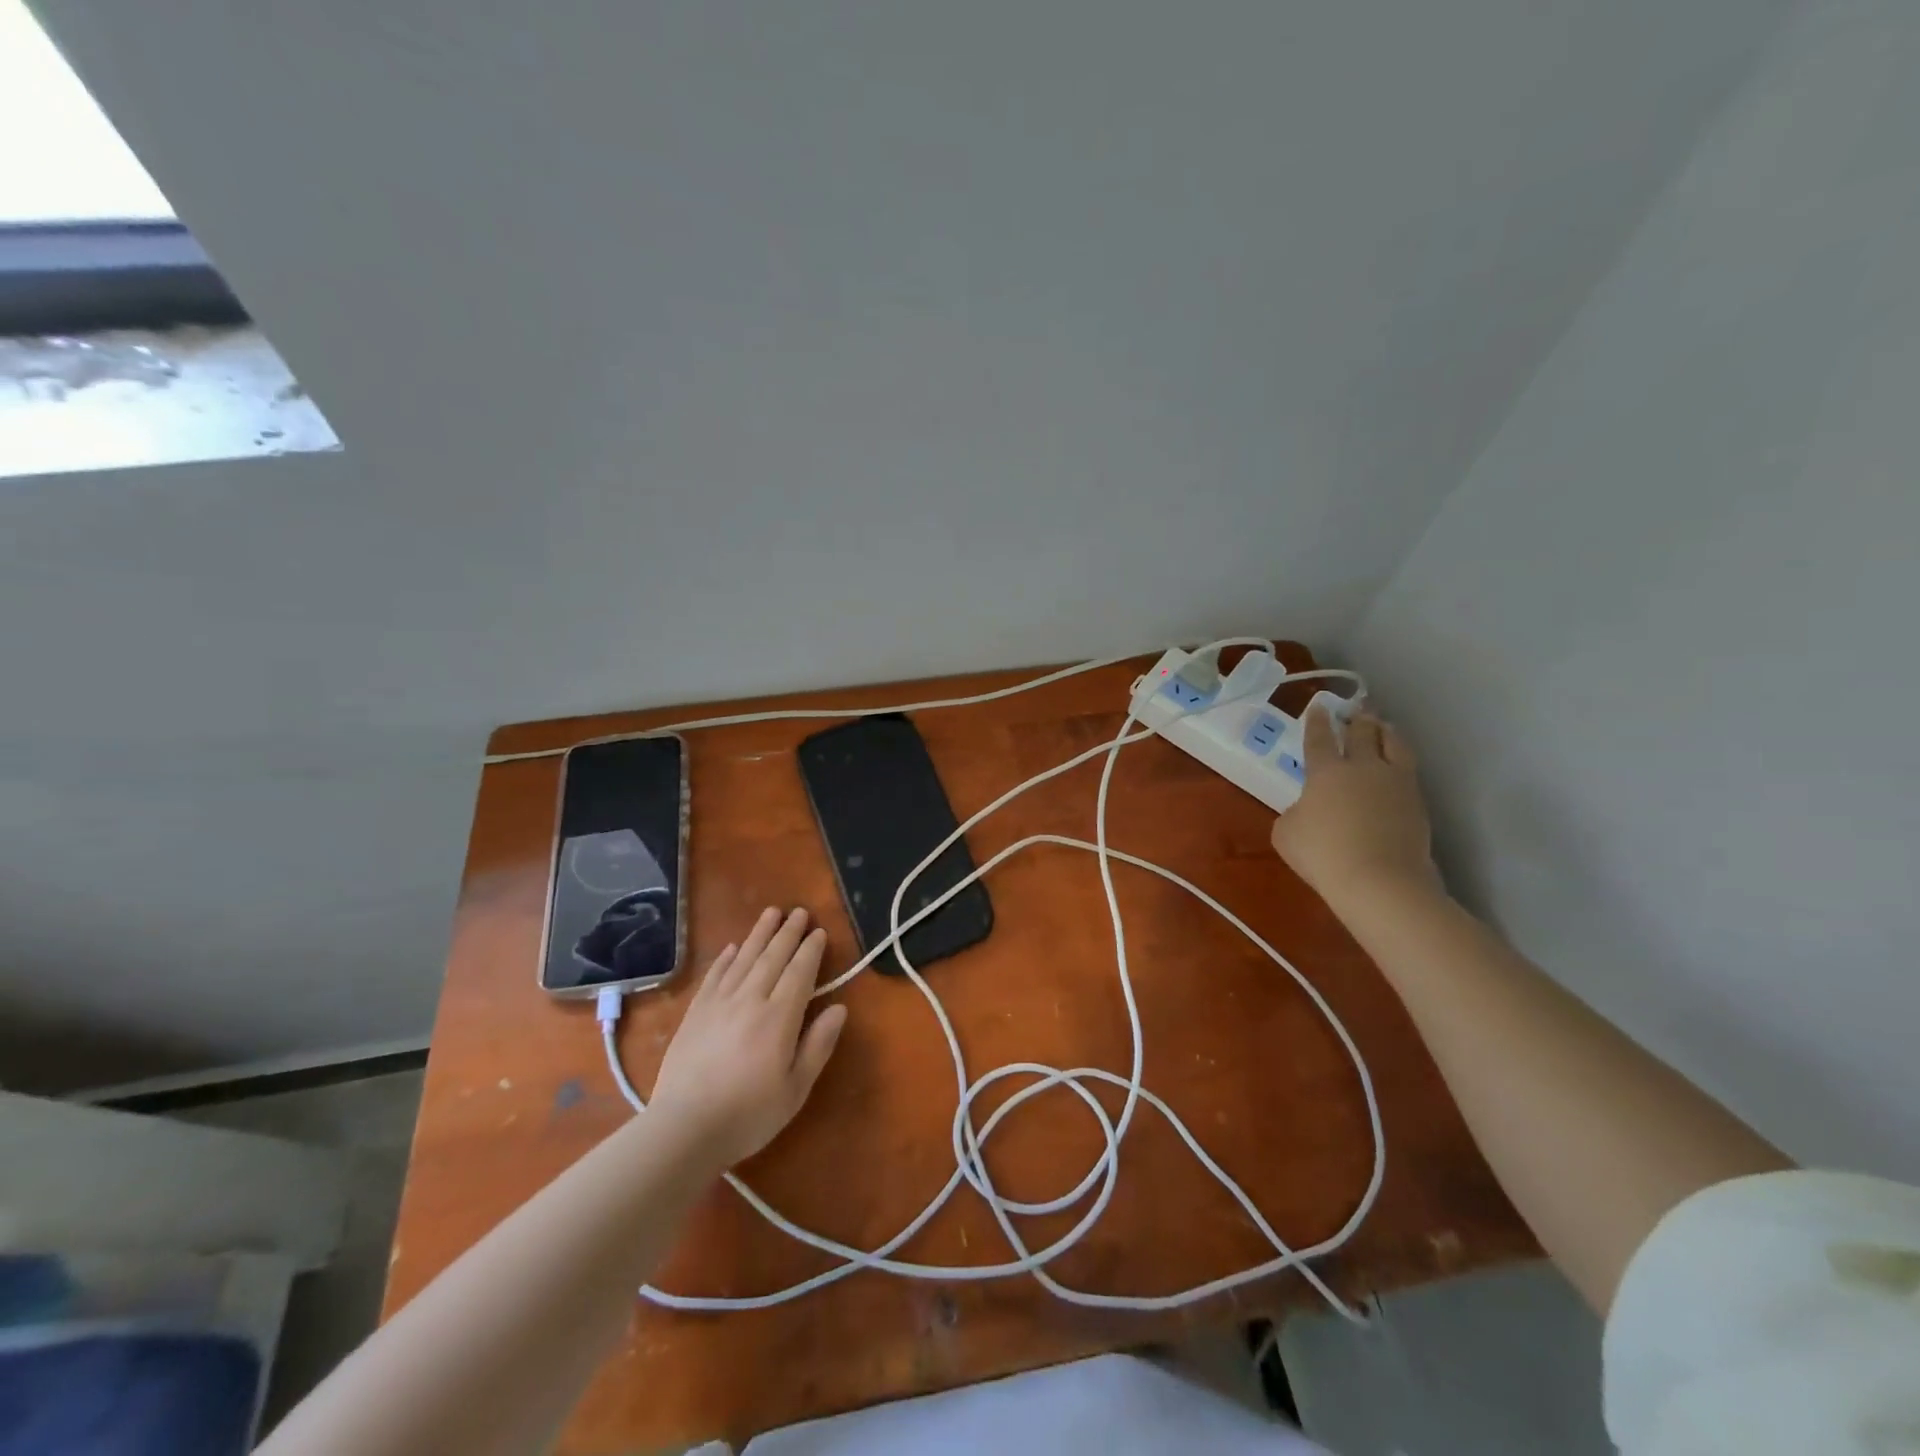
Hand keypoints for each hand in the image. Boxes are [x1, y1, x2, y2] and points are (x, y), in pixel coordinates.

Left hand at [648, 907, 847, 1168]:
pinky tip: (733, 947)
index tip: (819, 932)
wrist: (684, 1129)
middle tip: (799, 911)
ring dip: (759, 934)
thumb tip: (839, 1008)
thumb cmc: (748, 1114)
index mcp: (779, 1017)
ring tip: (771, 912)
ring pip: (744, 959)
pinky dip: (726, 958)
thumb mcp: (796, 1088)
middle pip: (773, 957)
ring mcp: (719, 1003)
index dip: (811, 951)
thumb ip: (818, 1045)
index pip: (799, 973)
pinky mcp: (695, 1013)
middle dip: (788, 933)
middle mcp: (750, 1000)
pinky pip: (714, 976)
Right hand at [1270, 708, 1438, 912]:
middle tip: (1358, 710)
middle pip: (1363, 734)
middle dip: (1359, 719)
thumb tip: (1309, 809)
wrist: (1380, 881)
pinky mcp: (1418, 805)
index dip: (1317, 721)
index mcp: (1326, 771)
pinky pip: (1409, 772)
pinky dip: (1400, 762)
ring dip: (1387, 733)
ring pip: (1395, 746)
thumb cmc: (1323, 854)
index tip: (1319, 706)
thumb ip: (1295, 812)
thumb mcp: (1286, 833)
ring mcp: (1396, 784)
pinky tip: (1397, 767)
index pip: (1320, 738)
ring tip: (1384, 727)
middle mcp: (1364, 768)